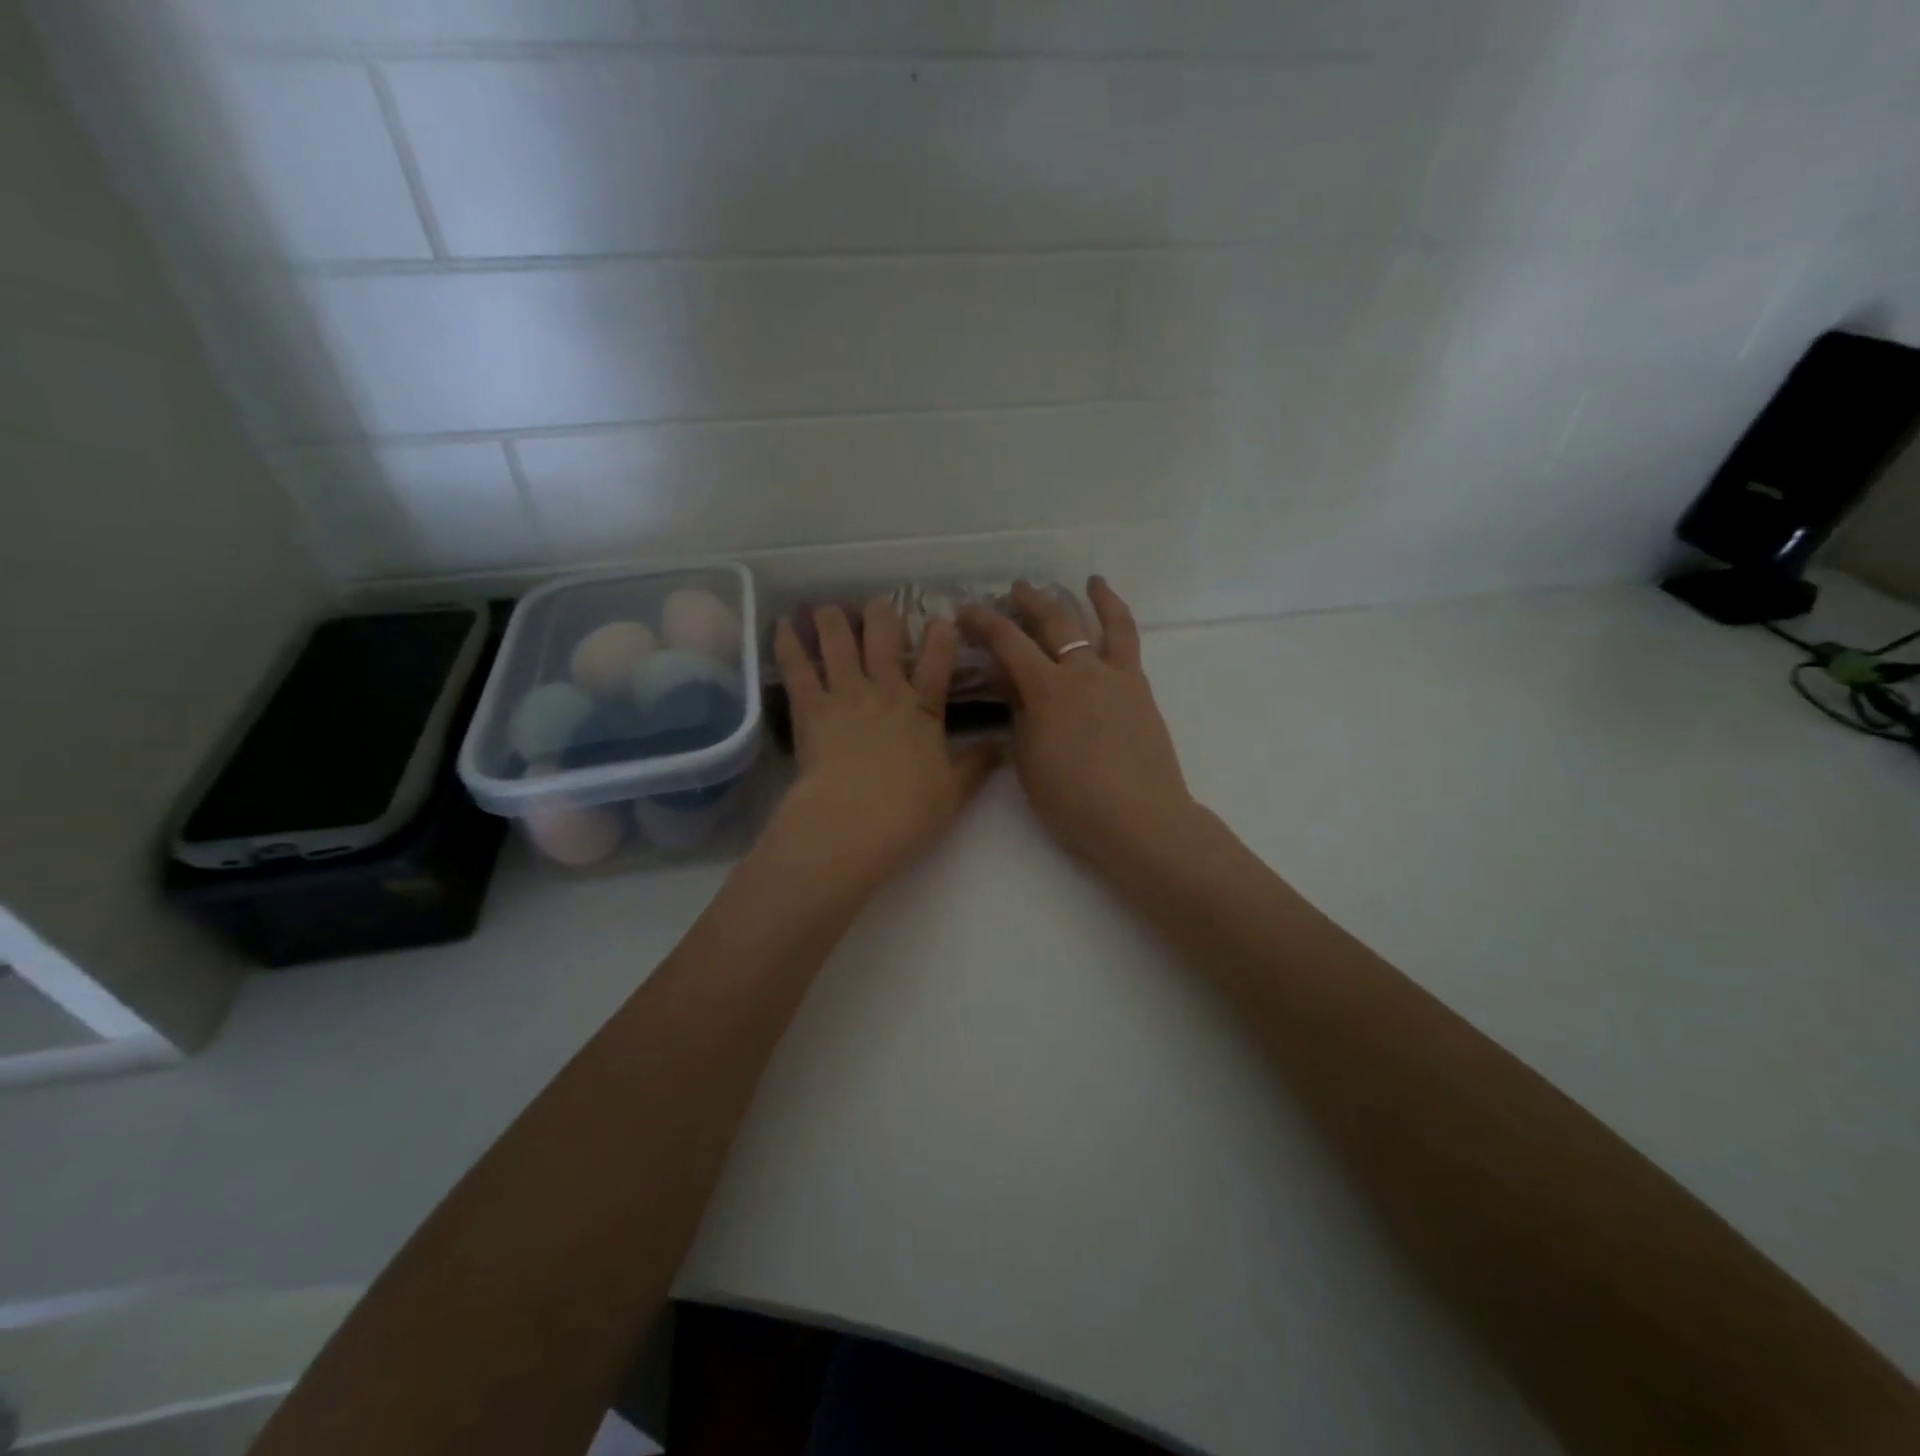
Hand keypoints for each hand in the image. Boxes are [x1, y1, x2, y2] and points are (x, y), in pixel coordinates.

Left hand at [771, 599, 999, 890]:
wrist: (856, 820)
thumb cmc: (909, 810)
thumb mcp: (954, 791)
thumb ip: (976, 765)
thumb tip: (1002, 747)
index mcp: (922, 709)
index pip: (937, 663)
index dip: (940, 638)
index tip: (941, 620)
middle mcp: (885, 691)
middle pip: (884, 641)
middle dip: (882, 617)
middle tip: (877, 603)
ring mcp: (846, 695)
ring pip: (839, 644)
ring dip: (833, 621)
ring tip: (826, 607)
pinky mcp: (811, 708)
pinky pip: (798, 668)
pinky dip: (788, 645)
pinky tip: (781, 625)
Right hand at [959, 578, 1198, 875]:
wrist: (1140, 818)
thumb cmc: (1073, 801)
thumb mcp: (1029, 761)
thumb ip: (1020, 714)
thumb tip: (1009, 682)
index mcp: (1046, 690)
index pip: (1007, 642)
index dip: (983, 622)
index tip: (965, 611)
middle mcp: (1081, 671)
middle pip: (1052, 622)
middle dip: (1028, 602)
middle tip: (1013, 592)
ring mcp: (1115, 676)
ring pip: (1099, 623)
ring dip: (1086, 599)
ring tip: (1085, 581)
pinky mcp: (1139, 687)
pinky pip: (1129, 642)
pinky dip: (1119, 619)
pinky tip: (1114, 614)